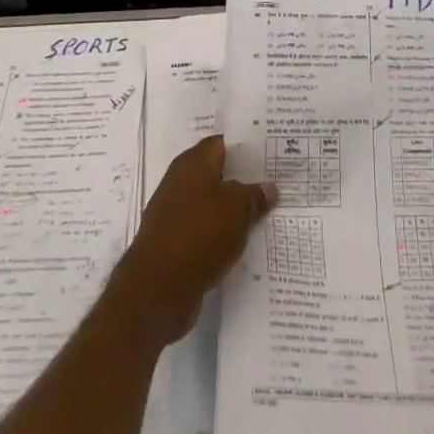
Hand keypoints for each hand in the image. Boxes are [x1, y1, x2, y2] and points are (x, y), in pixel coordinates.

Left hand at [105, 135, 276, 345]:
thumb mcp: (237, 210)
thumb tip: (269, 188)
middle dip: (243, 179)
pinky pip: (205, 230)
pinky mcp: (174, 243)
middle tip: (276, 182)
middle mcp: (180, 182)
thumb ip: (254, 195)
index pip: (223, 143)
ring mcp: (174, 213)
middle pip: (217, 173)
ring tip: (265, 213)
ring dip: (234, 209)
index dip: (247, 146)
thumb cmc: (199, 235)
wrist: (157, 290)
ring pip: (212, 204)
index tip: (271, 151)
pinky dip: (222, 234)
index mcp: (192, 163)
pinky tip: (243, 242)